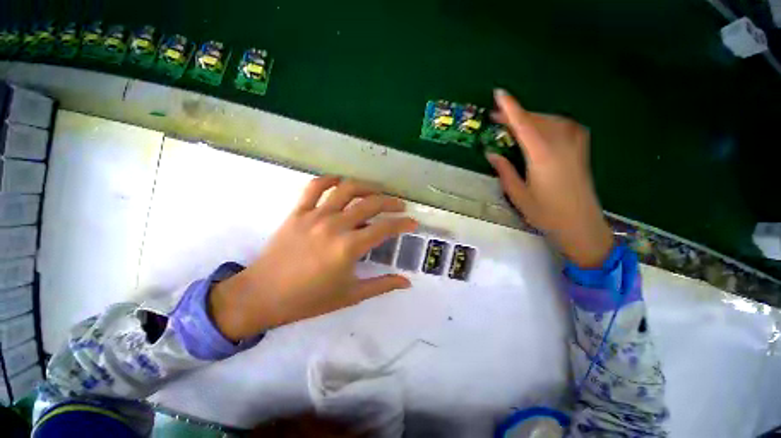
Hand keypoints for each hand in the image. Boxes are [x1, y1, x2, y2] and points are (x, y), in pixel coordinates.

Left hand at [210, 177, 417, 340]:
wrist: (262, 296)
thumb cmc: (308, 300)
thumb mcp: (350, 295)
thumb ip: (382, 285)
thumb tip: (407, 282)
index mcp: (349, 247)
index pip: (385, 228)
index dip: (403, 223)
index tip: (413, 222)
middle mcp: (335, 225)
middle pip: (370, 204)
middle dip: (390, 202)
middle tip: (399, 205)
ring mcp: (315, 215)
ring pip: (346, 189)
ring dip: (366, 186)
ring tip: (376, 191)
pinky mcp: (298, 212)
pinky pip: (314, 187)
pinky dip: (329, 179)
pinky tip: (340, 181)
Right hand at [486, 89, 613, 267]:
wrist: (581, 225)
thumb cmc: (545, 213)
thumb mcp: (518, 194)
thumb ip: (504, 170)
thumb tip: (491, 153)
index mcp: (542, 155)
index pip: (524, 124)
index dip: (510, 108)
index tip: (499, 93)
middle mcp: (560, 144)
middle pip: (536, 120)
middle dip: (516, 115)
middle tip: (497, 116)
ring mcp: (575, 145)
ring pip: (551, 120)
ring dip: (531, 118)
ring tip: (515, 124)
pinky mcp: (581, 150)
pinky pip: (564, 126)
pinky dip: (549, 122)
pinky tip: (543, 128)